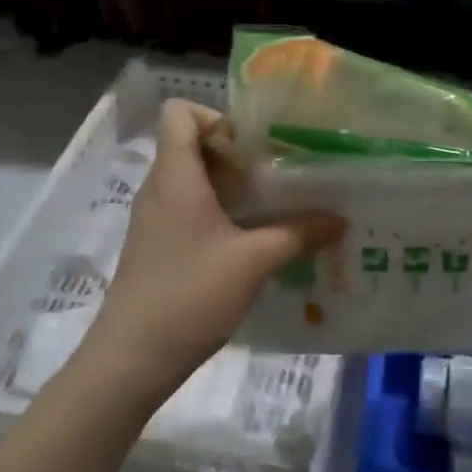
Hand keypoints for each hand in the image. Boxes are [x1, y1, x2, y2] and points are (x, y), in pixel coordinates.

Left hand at [77, 100, 343, 401]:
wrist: (131, 359)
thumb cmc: (190, 295)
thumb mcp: (254, 261)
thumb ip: (299, 233)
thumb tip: (339, 218)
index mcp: (175, 175)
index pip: (179, 112)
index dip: (216, 116)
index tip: (253, 146)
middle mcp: (159, 187)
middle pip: (191, 143)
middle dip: (235, 152)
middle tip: (276, 176)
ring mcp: (153, 218)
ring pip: (191, 178)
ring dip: (229, 184)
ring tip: (271, 206)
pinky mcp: (156, 245)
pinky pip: (186, 208)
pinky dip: (217, 211)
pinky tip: (249, 240)